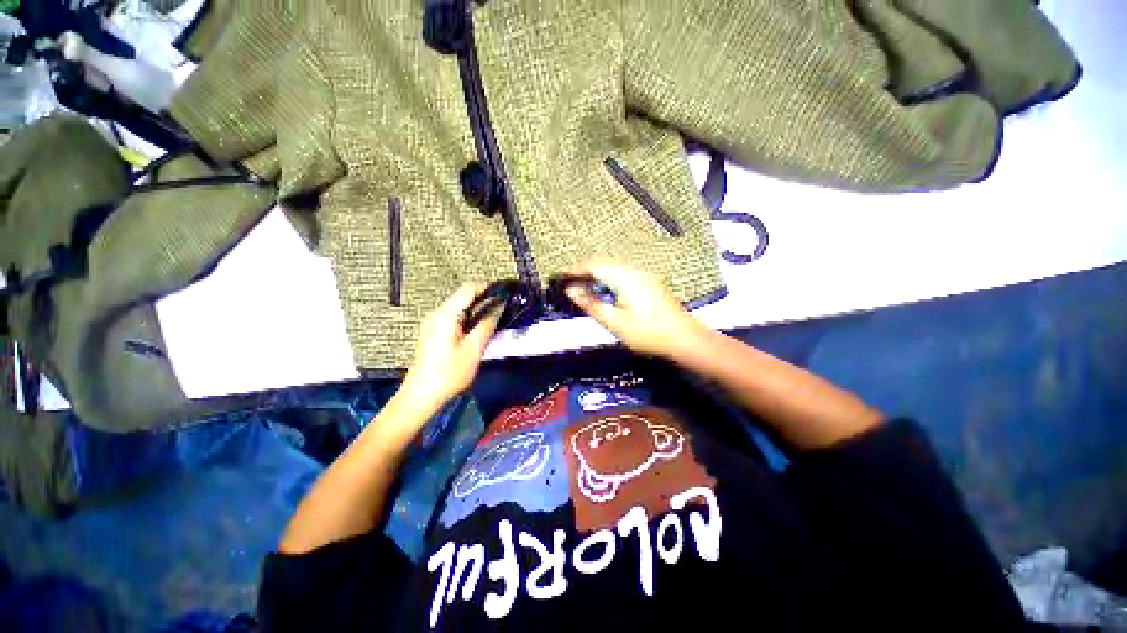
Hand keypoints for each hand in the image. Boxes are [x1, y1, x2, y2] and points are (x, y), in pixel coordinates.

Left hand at [397, 283, 501, 415]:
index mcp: (446, 314)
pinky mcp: (432, 332)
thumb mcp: (474, 349)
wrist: (421, 395)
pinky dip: (469, 318)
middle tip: (504, 306)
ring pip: (459, 307)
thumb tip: (499, 308)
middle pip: (462, 297)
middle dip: (484, 298)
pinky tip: (479, 328)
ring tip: (496, 316)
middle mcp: (437, 314)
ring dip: (477, 308)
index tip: (505, 291)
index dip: (487, 287)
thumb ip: (488, 325)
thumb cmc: (449, 373)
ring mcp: (432, 323)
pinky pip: (454, 317)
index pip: (468, 289)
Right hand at [565, 257, 708, 358]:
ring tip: (583, 286)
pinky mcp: (649, 281)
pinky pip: (622, 272)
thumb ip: (591, 304)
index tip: (560, 276)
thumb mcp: (614, 322)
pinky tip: (605, 289)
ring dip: (596, 273)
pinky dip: (608, 277)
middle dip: (584, 269)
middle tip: (569, 282)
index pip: (594, 265)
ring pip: (613, 266)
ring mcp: (644, 274)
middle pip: (603, 262)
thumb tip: (571, 290)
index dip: (575, 269)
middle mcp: (634, 270)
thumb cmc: (647, 333)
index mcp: (624, 277)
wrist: (684, 338)